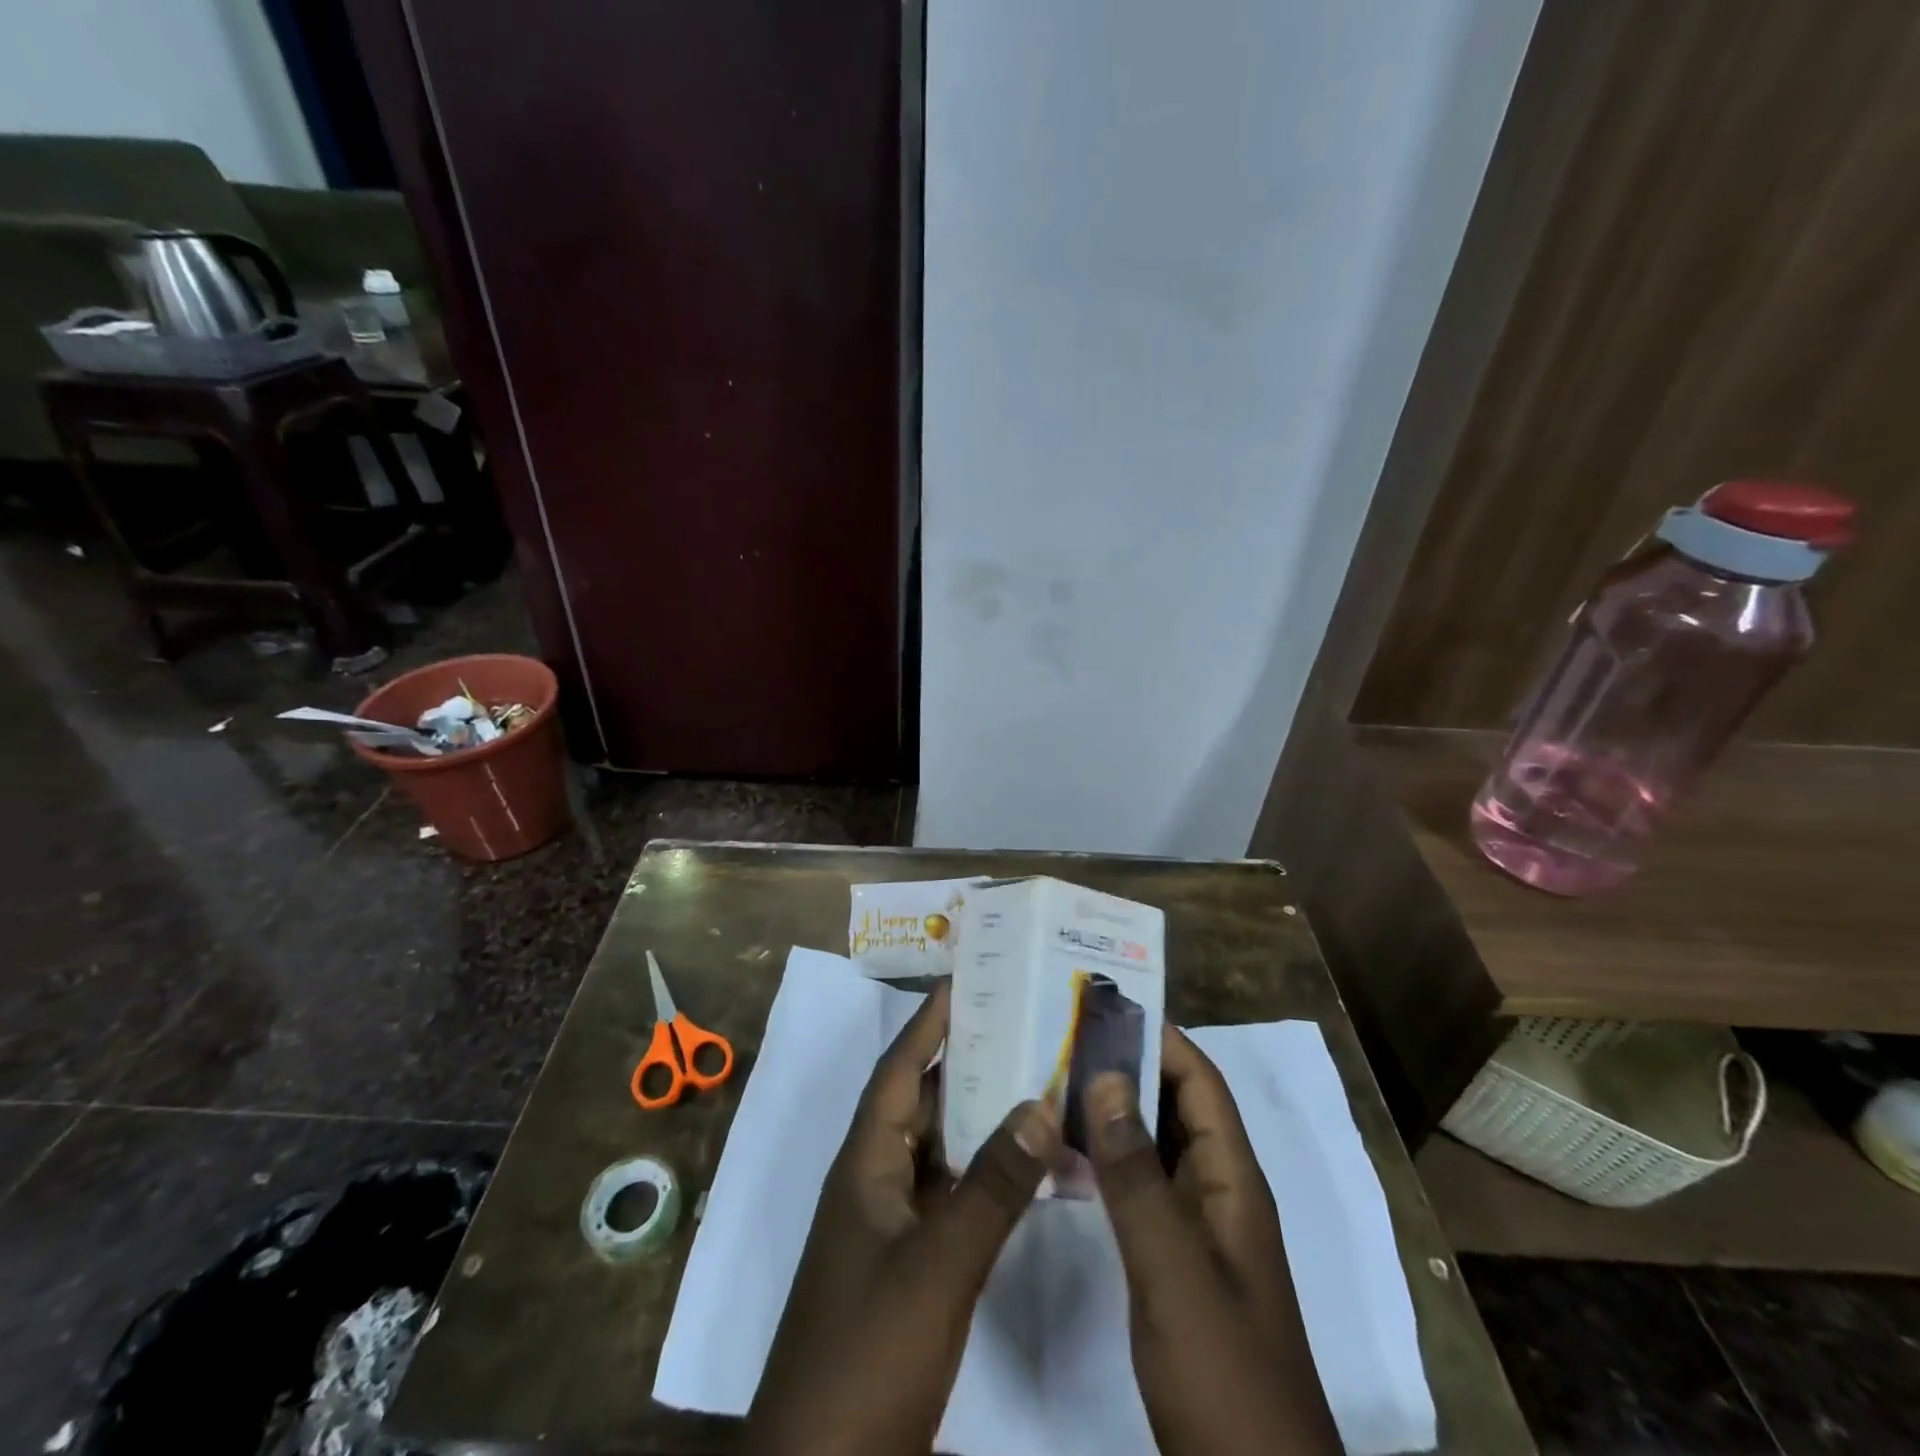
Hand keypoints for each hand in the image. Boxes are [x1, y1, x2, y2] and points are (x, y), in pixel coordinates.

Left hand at [743, 981, 1059, 1455]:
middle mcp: (874, 1181)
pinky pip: (951, 1198)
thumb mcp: (937, 1264)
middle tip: (1022, 1023)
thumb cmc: (869, 1351)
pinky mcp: (909, 1267)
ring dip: (981, 1118)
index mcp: (865, 1163)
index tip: (968, 979)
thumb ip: (992, 1185)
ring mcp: (890, 1227)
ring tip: (1037, 1079)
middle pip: (923, 1101)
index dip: (929, 1021)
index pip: (900, 1069)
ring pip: (940, 1150)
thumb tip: (1040, 1101)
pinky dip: (987, 1177)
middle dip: (966, 1060)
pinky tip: (1030, 1170)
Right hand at [1086, 1026, 1341, 1455]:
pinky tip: (1063, 1154)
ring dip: (1112, 1110)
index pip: (1198, 1081)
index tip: (1101, 1005)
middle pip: (1175, 1105)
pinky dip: (1107, 1160)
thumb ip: (1137, 1173)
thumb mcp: (1173, 1267)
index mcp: (1232, 1179)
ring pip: (1154, 1145)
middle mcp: (1218, 1190)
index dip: (1158, 1037)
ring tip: (1051, 1078)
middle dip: (1126, 1065)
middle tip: (1060, 1035)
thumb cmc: (1222, 1368)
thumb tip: (1106, 1075)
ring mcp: (1197, 1227)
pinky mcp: (1174, 1259)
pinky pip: (1140, 1186)